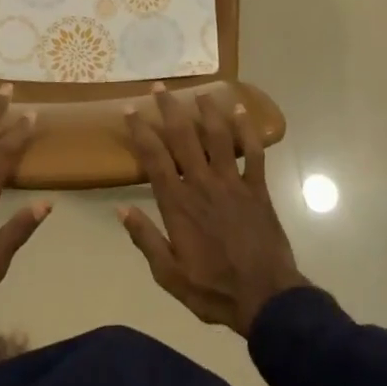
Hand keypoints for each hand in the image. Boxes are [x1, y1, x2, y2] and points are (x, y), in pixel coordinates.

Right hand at [118, 86, 307, 335]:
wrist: (266, 299)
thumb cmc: (213, 290)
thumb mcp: (169, 275)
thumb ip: (145, 239)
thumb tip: (120, 210)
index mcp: (178, 204)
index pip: (154, 158)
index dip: (141, 131)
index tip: (130, 110)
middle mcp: (203, 184)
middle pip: (183, 137)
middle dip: (169, 109)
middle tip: (159, 87)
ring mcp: (233, 183)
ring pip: (218, 136)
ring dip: (207, 110)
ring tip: (198, 91)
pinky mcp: (257, 188)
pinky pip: (254, 152)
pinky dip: (247, 129)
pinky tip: (241, 110)